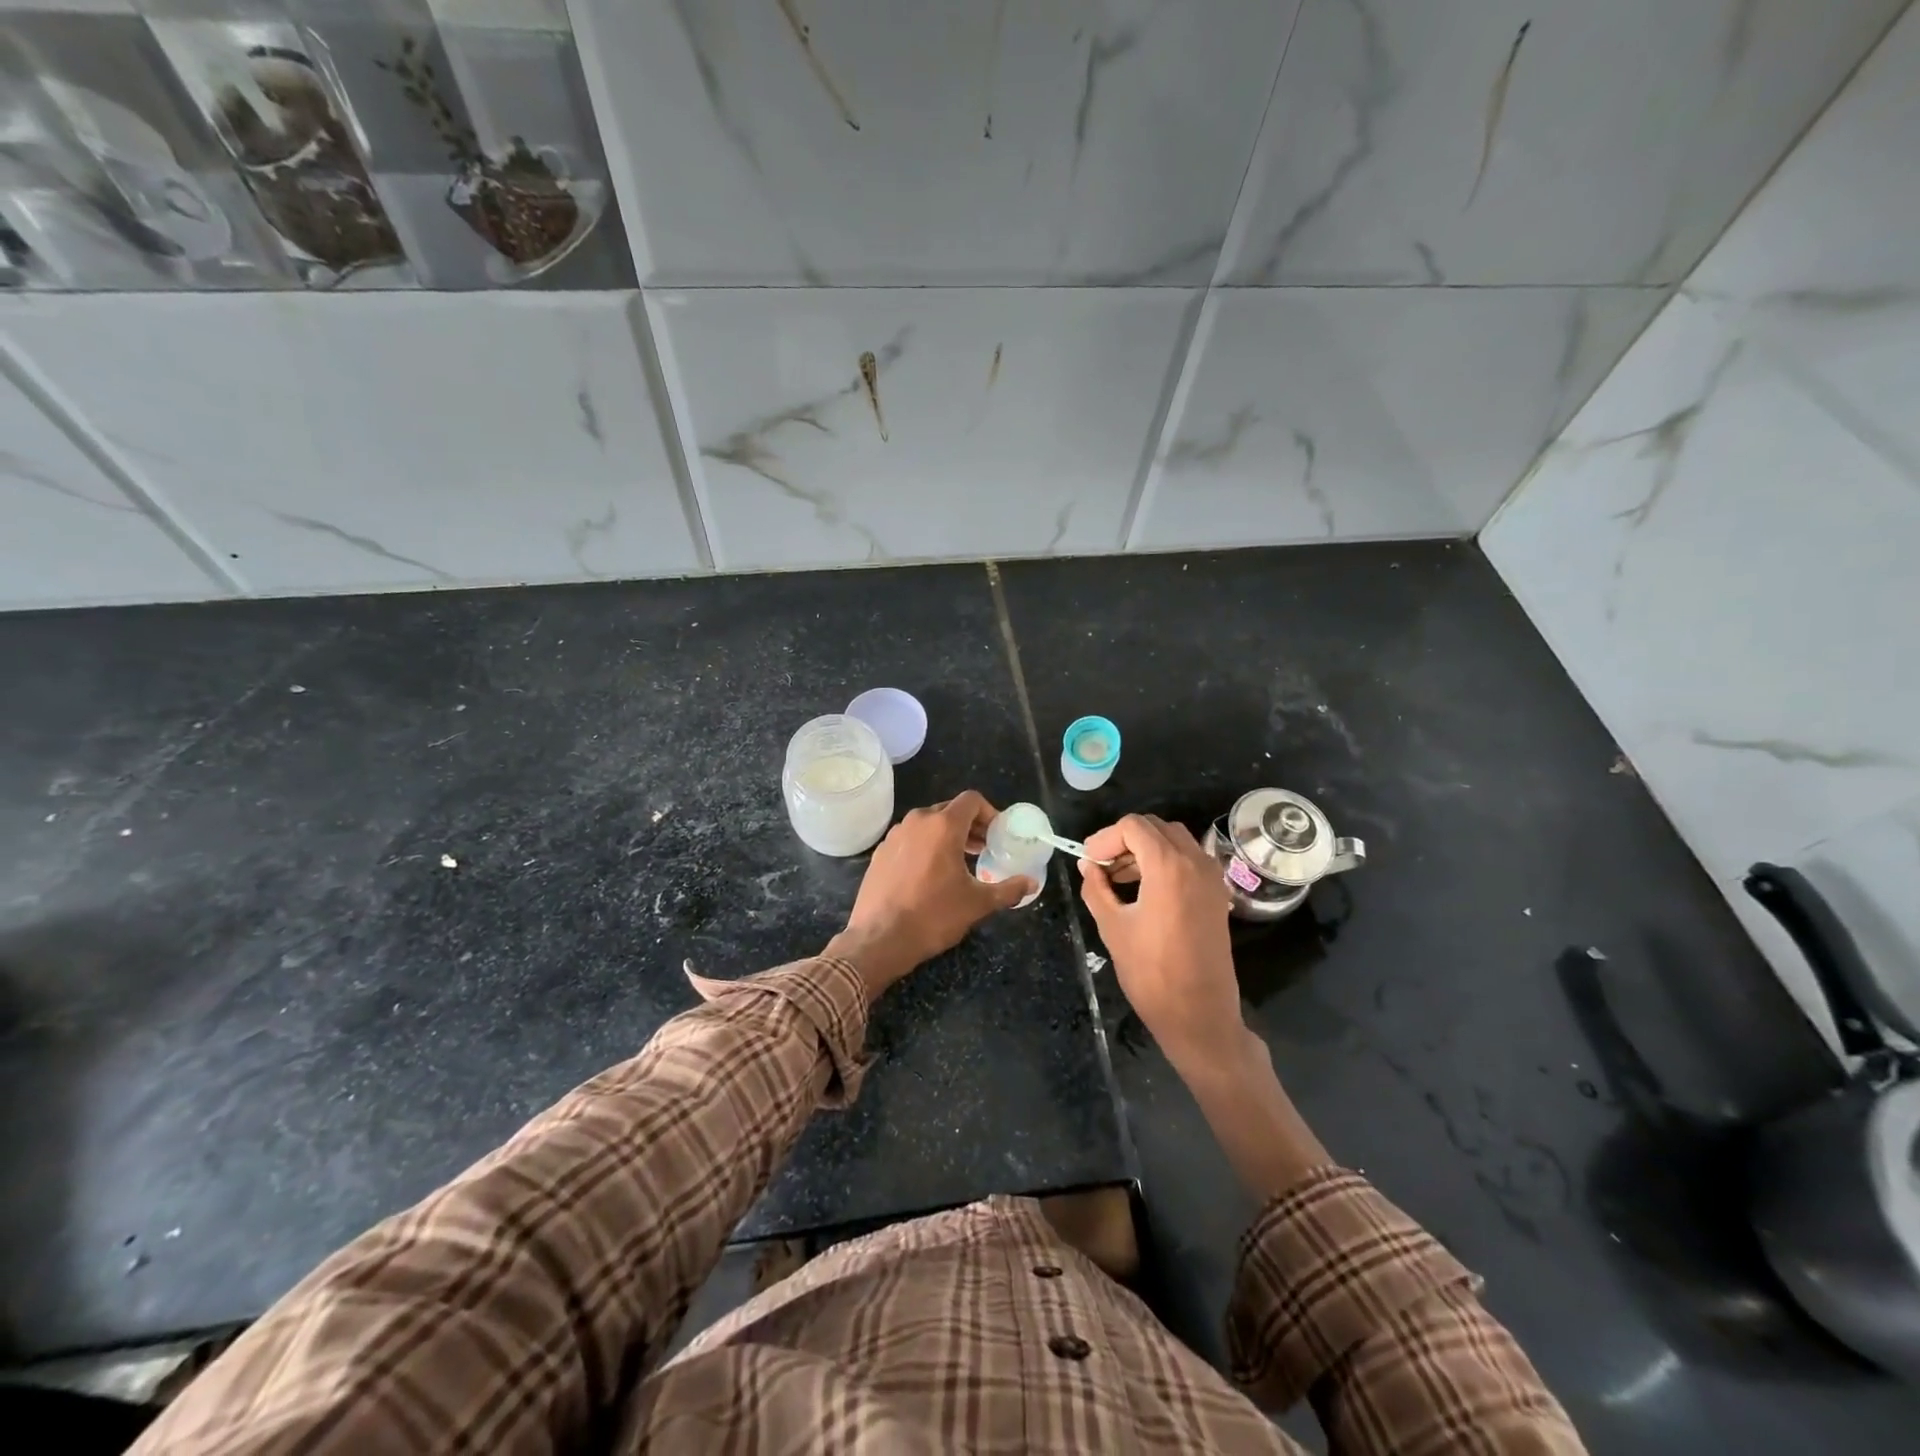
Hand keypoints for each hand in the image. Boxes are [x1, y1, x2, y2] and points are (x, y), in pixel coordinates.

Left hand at [827, 791, 1034, 1000]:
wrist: (879, 939)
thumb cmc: (933, 916)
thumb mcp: (977, 904)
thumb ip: (1008, 889)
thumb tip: (1031, 884)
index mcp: (943, 826)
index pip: (971, 800)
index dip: (989, 813)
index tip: (997, 835)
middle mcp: (917, 822)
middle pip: (949, 810)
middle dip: (970, 825)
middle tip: (983, 849)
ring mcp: (895, 835)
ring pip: (927, 824)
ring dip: (947, 835)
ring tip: (959, 861)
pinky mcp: (880, 852)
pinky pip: (909, 839)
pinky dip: (925, 846)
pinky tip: (929, 874)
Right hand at [1077, 814, 1243, 1075]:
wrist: (1200, 1015)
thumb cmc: (1151, 973)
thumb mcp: (1112, 927)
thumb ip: (1096, 889)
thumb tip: (1088, 867)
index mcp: (1168, 867)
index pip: (1133, 826)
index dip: (1105, 838)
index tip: (1088, 861)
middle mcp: (1195, 862)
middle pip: (1155, 827)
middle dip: (1124, 839)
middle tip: (1100, 865)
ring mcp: (1211, 878)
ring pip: (1174, 840)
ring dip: (1144, 849)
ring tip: (1117, 877)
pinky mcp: (1217, 894)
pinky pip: (1189, 860)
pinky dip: (1164, 862)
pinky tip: (1143, 889)